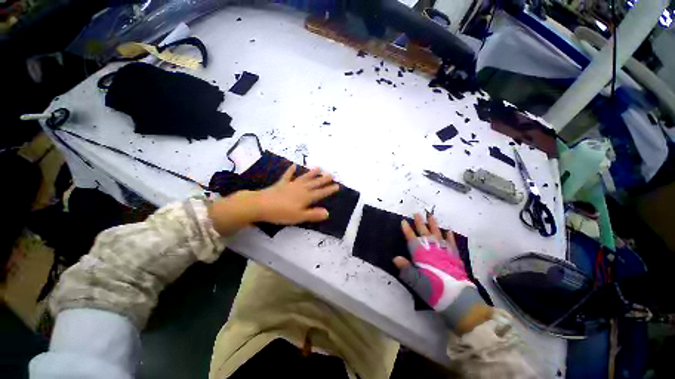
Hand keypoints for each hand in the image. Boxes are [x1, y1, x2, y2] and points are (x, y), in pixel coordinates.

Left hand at [208, 164, 339, 236]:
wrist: (261, 205)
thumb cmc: (281, 213)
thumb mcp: (299, 217)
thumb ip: (313, 214)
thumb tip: (327, 212)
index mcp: (306, 197)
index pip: (321, 193)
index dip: (329, 190)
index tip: (337, 185)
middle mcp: (301, 189)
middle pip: (314, 183)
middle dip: (323, 180)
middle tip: (331, 174)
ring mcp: (291, 185)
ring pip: (304, 178)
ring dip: (312, 173)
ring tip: (319, 168)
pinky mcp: (281, 184)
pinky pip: (288, 176)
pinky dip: (291, 171)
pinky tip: (294, 165)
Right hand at [394, 213, 491, 334]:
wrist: (458, 299)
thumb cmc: (434, 290)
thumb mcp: (416, 282)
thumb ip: (406, 269)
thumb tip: (395, 258)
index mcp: (422, 255)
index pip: (412, 239)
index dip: (407, 230)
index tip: (403, 221)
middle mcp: (433, 250)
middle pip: (425, 234)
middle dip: (419, 223)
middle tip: (417, 214)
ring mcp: (445, 252)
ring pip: (438, 235)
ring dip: (433, 225)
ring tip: (431, 216)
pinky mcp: (454, 257)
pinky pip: (451, 243)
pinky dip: (449, 236)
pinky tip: (448, 231)